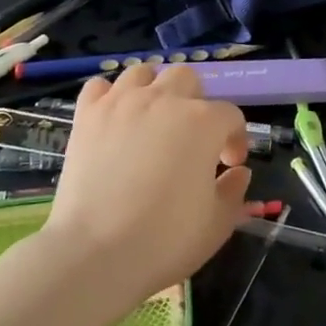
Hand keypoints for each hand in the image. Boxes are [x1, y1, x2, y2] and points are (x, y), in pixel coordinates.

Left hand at [43, 62, 252, 303]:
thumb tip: (238, 172)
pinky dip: (111, 96)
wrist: (95, 253)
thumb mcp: (217, 224)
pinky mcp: (87, 115)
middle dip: (197, 102)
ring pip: (144, 72)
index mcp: (202, 122)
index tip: (229, 165)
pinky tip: (116, 119)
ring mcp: (121, 103)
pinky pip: (100, 86)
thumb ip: (234, 191)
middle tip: (191, 138)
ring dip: (155, 90)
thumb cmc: (165, 240)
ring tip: (153, 120)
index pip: (231, 115)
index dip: (236, 139)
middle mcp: (163, 100)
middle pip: (188, 78)